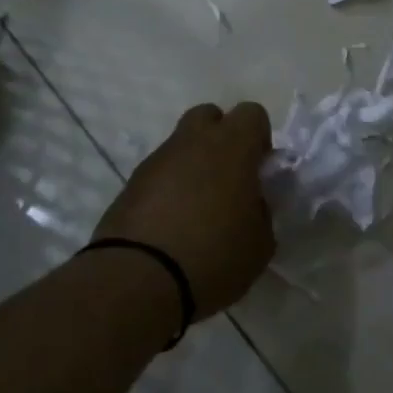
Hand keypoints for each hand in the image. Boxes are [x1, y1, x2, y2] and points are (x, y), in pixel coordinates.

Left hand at [94, 102, 276, 318]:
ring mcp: (157, 160)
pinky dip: (169, 189)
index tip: (259, 172)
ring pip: (181, 146)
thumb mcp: (261, 242)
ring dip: (193, 166)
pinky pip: (159, 174)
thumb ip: (262, 212)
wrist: (139, 279)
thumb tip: (252, 204)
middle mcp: (193, 142)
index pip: (253, 113)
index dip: (259, 139)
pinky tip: (172, 225)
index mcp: (232, 146)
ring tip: (198, 211)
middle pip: (209, 116)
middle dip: (221, 138)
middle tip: (229, 180)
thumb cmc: (214, 255)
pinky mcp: (130, 184)